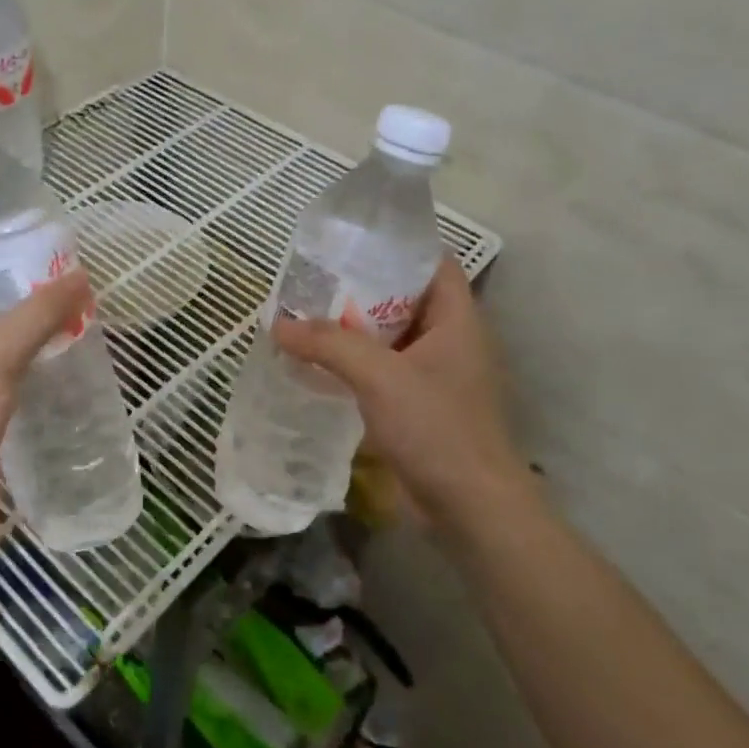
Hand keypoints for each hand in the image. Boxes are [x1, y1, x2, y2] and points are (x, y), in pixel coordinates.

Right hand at [274, 258, 533, 526]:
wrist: (469, 507)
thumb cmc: (437, 427)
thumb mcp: (379, 376)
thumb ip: (329, 344)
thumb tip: (278, 323)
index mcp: (457, 319)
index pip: (432, 262)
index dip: (397, 245)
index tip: (351, 240)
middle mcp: (450, 340)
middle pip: (404, 297)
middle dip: (361, 288)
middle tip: (313, 278)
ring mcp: (435, 375)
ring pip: (390, 337)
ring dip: (353, 329)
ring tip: (306, 315)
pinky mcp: (419, 406)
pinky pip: (383, 370)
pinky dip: (355, 363)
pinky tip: (319, 363)